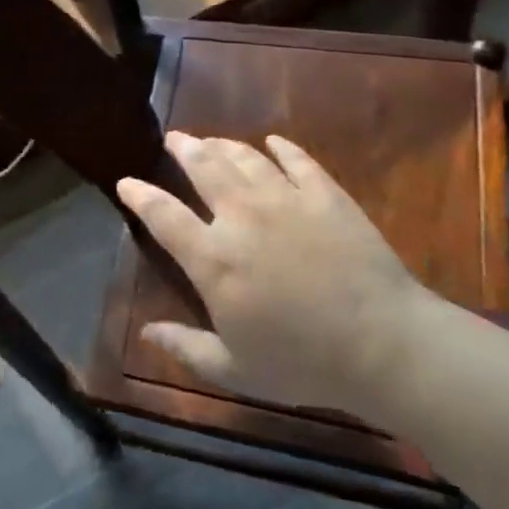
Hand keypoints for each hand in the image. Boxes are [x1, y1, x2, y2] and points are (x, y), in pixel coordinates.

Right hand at [116, 132, 436, 412]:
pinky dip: (281, 148)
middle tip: (174, 139)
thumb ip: (186, 348)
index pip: (163, 215)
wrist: (383, 343)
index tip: (125, 181)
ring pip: (244, 157)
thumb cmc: (303, 362)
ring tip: (212, 140)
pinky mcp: (324, 194)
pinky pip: (297, 160)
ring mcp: (285, 198)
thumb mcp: (235, 370)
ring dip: (223, 144)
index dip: (140, 195)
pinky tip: (274, 143)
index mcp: (213, 258)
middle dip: (183, 148)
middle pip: (203, 167)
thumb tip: (146, 333)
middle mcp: (241, 216)